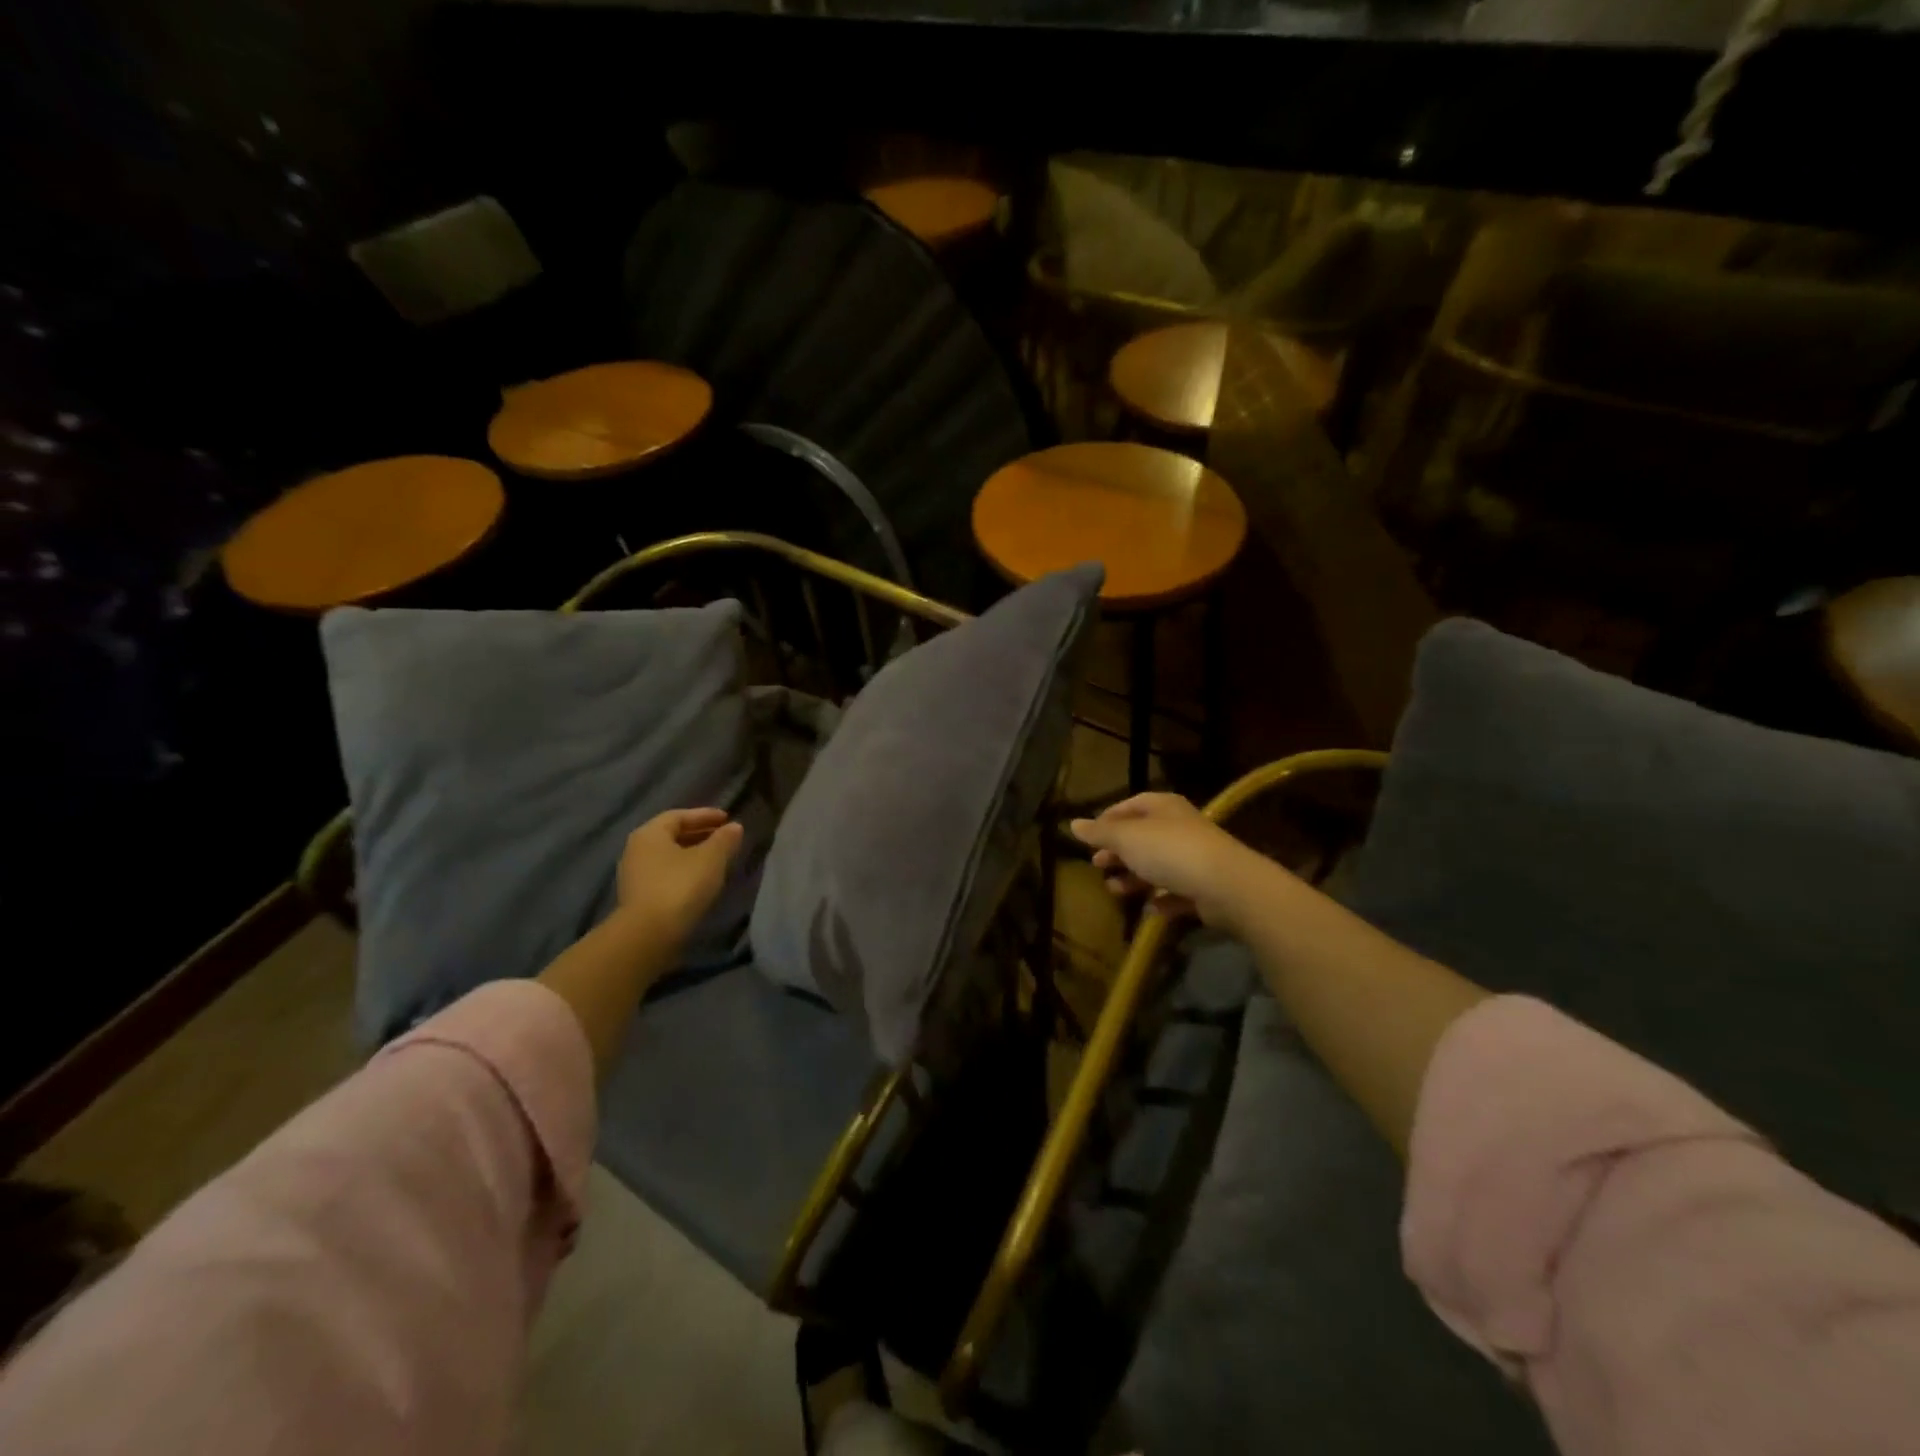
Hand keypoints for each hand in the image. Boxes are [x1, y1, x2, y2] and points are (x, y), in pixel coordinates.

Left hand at [615, 807, 744, 944]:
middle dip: (699, 834)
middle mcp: (636, 850)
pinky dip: (684, 872)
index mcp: (650, 834)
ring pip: (668, 857)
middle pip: (671, 835)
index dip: (705, 815)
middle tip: (724, 837)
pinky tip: (701, 881)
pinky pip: (665, 875)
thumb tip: (734, 827)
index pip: (679, 816)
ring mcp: (634, 876)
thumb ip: (724, 839)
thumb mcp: (711, 859)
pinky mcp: (638, 898)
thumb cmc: (680, 886)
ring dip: (692, 855)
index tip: (727, 818)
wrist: (649, 935)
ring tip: (717, 860)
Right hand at [1069, 793, 1264, 929]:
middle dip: (1118, 851)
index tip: (1090, 837)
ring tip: (1114, 890)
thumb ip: (1100, 833)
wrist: (1226, 885)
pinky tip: (1149, 909)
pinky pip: (1178, 892)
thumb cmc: (1170, 851)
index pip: (1131, 805)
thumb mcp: (1127, 838)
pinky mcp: (1206, 887)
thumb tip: (1073, 823)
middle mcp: (1181, 827)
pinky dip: (1162, 900)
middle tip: (1097, 864)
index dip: (1108, 818)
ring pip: (1158, 865)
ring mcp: (1196, 858)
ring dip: (1135, 878)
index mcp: (1164, 807)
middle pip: (1143, 836)